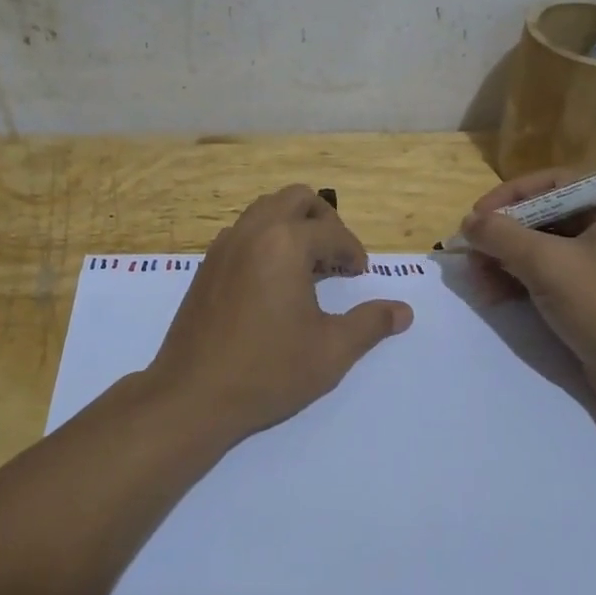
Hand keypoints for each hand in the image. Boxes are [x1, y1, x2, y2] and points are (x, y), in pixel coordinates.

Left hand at [145, 185, 413, 439]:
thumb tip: (404, 311)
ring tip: (307, 265)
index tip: (361, 274)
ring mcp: (223, 246)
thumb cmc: (268, 371)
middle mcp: (252, 232)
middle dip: (324, 220)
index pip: (331, 232)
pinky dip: (265, 239)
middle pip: (296, 199)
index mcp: (285, 243)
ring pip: (265, 210)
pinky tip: (273, 280)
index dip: (353, 251)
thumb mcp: (331, 351)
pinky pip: (242, 232)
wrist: (192, 395)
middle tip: (336, 255)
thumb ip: (370, 324)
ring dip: (292, 225)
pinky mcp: (206, 265)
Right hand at [459, 170, 595, 416]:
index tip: (476, 216)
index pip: (553, 184)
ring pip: (542, 247)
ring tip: (477, 280)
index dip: (510, 196)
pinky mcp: (593, 292)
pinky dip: (519, 279)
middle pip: (544, 216)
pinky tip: (493, 294)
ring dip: (505, 260)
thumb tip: (467, 222)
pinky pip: (548, 272)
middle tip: (471, 253)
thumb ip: (501, 235)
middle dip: (503, 235)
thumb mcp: (547, 264)